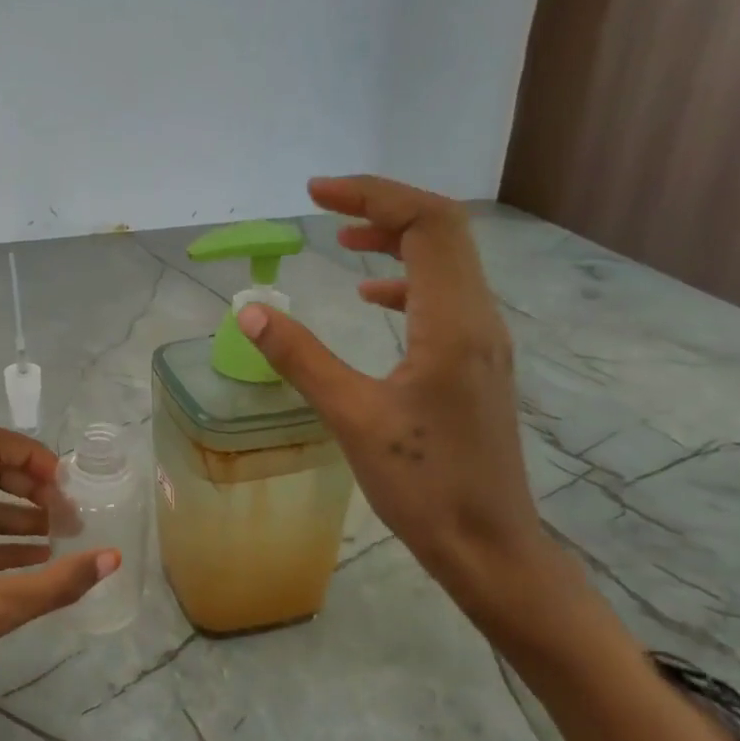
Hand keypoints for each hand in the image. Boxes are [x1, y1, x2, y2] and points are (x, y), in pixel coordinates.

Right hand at [236, 176, 546, 602]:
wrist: (487, 545)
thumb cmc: (421, 485)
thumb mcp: (351, 417)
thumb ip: (300, 358)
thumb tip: (251, 310)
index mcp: (452, 323)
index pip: (426, 224)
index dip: (372, 197)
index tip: (317, 195)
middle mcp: (479, 319)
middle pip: (443, 232)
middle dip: (384, 209)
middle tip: (326, 208)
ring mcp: (483, 342)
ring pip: (447, 264)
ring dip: (397, 242)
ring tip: (344, 244)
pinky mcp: (476, 365)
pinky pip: (445, 298)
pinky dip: (406, 282)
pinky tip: (372, 299)